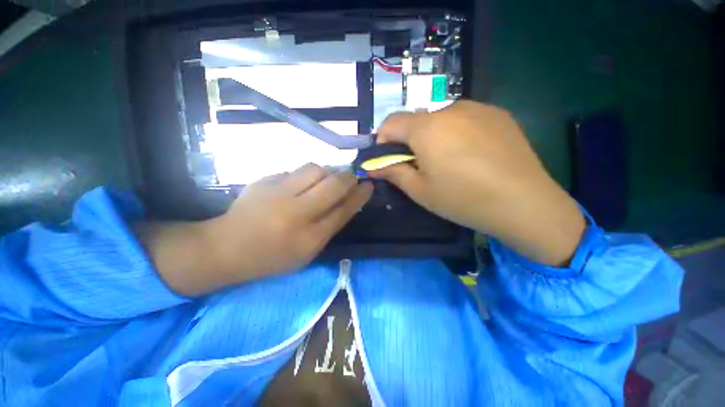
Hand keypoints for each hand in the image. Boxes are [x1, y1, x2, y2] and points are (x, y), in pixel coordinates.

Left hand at [140, 164, 371, 295]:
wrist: (227, 248)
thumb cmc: (272, 257)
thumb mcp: (307, 253)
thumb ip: (329, 227)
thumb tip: (347, 201)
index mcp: (310, 238)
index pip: (344, 210)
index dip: (360, 195)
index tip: (369, 185)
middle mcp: (296, 213)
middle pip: (334, 185)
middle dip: (349, 177)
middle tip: (352, 176)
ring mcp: (278, 193)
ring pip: (315, 169)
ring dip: (327, 171)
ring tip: (326, 179)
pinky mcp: (264, 180)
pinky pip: (295, 170)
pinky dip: (305, 175)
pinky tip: (300, 184)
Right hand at [370, 101, 584, 265]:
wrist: (524, 203)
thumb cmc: (462, 199)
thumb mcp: (419, 190)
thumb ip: (392, 172)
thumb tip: (372, 166)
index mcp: (427, 128)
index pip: (391, 122)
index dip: (383, 139)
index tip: (387, 157)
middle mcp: (450, 109)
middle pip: (417, 120)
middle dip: (409, 140)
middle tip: (419, 164)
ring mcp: (478, 108)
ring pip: (441, 118)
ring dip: (433, 135)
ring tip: (447, 160)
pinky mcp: (498, 114)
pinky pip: (465, 118)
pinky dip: (456, 132)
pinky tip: (470, 154)